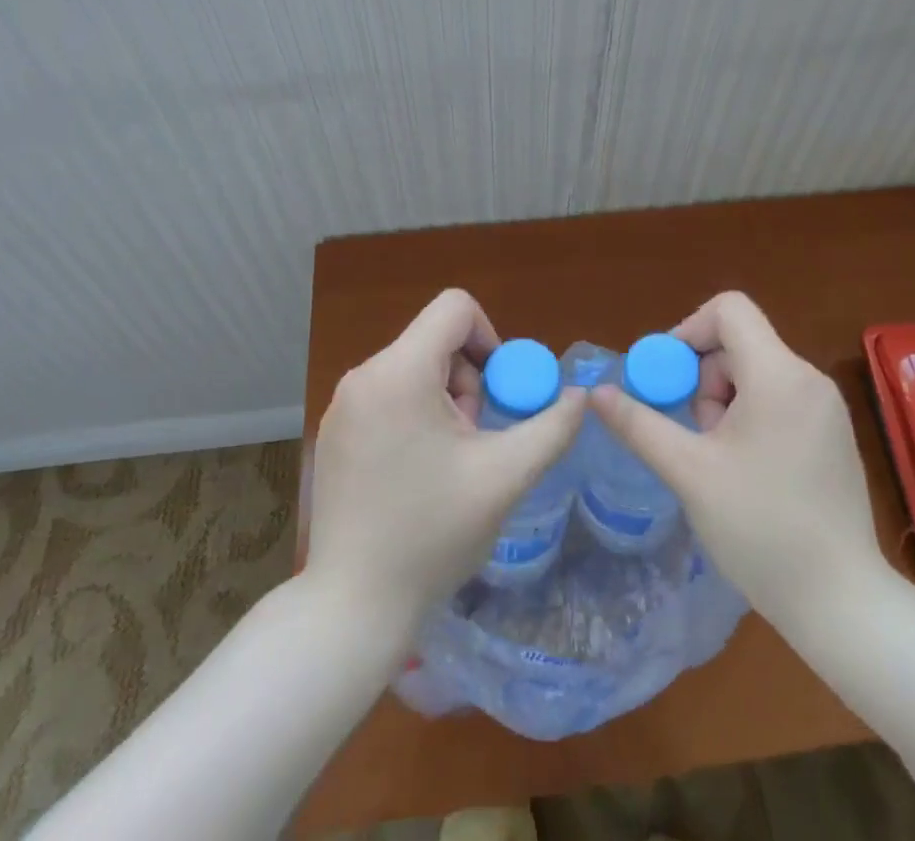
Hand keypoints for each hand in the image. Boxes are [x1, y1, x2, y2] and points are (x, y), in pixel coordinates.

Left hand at [305, 289, 587, 629]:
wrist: (353, 607)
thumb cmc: (432, 535)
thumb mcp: (505, 477)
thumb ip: (551, 427)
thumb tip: (581, 396)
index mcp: (400, 372)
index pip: (455, 308)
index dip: (490, 337)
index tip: (499, 390)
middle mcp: (363, 375)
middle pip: (434, 339)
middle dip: (468, 378)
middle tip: (476, 436)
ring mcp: (342, 404)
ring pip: (412, 367)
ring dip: (444, 399)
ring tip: (450, 459)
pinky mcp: (334, 430)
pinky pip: (387, 393)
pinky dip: (415, 414)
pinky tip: (419, 471)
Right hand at [591, 291, 890, 629]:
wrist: (843, 604)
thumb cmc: (761, 529)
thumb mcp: (689, 472)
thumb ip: (640, 424)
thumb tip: (597, 393)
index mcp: (779, 374)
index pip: (729, 309)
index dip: (688, 329)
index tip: (669, 378)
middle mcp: (808, 378)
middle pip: (739, 342)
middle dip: (704, 378)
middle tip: (694, 433)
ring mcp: (827, 406)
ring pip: (756, 372)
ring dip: (724, 401)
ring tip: (718, 459)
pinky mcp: (833, 433)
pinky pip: (779, 397)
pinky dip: (750, 415)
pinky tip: (745, 469)